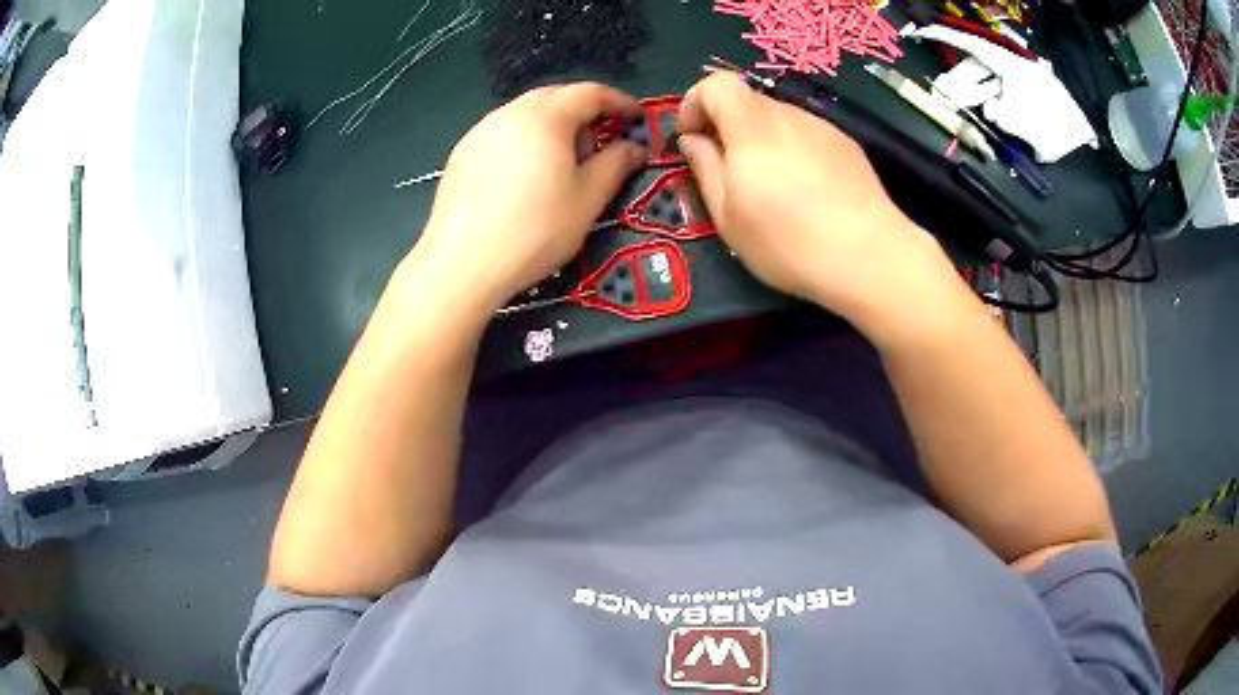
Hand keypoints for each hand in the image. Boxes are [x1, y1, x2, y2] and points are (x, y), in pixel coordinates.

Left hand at [407, 83, 645, 314]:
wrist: (462, 265)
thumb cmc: (535, 231)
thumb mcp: (588, 200)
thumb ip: (616, 165)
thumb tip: (634, 147)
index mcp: (545, 118)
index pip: (590, 93)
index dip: (618, 102)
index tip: (636, 118)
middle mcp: (510, 114)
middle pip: (555, 97)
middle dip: (584, 113)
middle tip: (598, 145)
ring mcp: (480, 132)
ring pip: (526, 113)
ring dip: (553, 126)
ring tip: (561, 164)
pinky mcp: (461, 154)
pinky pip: (503, 133)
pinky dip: (525, 141)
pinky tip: (525, 177)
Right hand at [677, 73, 966, 334]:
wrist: (869, 256)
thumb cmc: (787, 240)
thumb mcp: (727, 214)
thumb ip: (705, 167)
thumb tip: (693, 139)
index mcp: (751, 125)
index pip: (716, 84)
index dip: (695, 103)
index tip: (691, 138)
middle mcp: (789, 115)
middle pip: (748, 102)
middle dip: (728, 127)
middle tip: (729, 173)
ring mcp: (823, 128)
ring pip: (779, 120)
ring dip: (762, 142)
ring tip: (772, 190)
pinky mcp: (847, 146)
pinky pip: (807, 137)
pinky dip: (794, 152)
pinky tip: (807, 194)